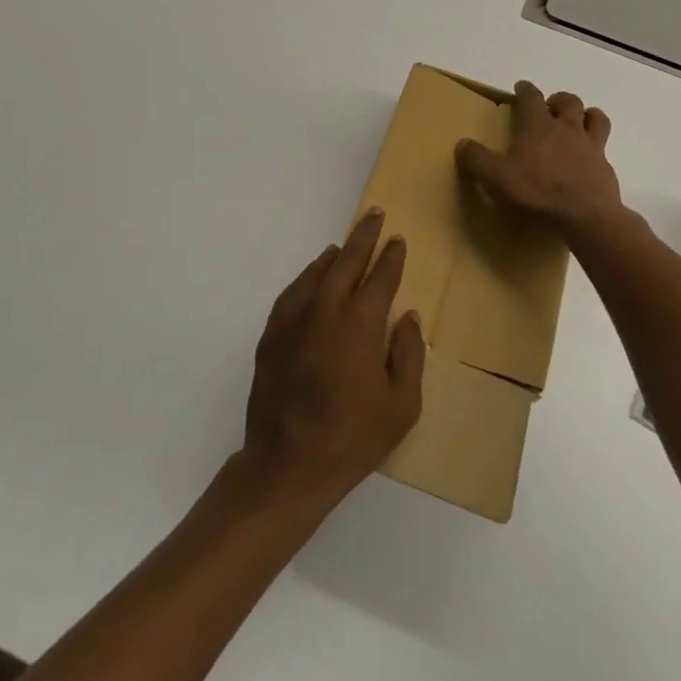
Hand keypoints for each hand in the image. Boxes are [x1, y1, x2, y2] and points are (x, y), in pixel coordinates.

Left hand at [241, 210, 425, 508]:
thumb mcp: (401, 405)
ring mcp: (294, 320)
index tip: (397, 240)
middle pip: (347, 262)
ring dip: (334, 256)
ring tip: (344, 246)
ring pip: (316, 273)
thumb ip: (409, 355)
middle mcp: (326, 310)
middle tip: (373, 216)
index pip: (380, 277)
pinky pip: (292, 293)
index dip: (391, 257)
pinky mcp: (272, 335)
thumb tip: (409, 317)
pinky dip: (306, 278)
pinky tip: (312, 279)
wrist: (287, 464)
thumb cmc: (352, 438)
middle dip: (363, 237)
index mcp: (360, 323)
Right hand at [456, 81, 625, 241]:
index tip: (521, 87)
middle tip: (550, 108)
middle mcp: (567, 129)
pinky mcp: (605, 167)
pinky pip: (603, 148)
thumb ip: (478, 160)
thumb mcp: (497, 179)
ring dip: (586, 115)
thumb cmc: (538, 193)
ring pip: (595, 117)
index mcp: (538, 126)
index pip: (531, 97)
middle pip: (568, 101)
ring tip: (577, 123)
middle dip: (558, 100)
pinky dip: (596, 148)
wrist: (586, 218)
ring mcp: (590, 146)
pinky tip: (589, 160)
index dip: (525, 90)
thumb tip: (462, 144)